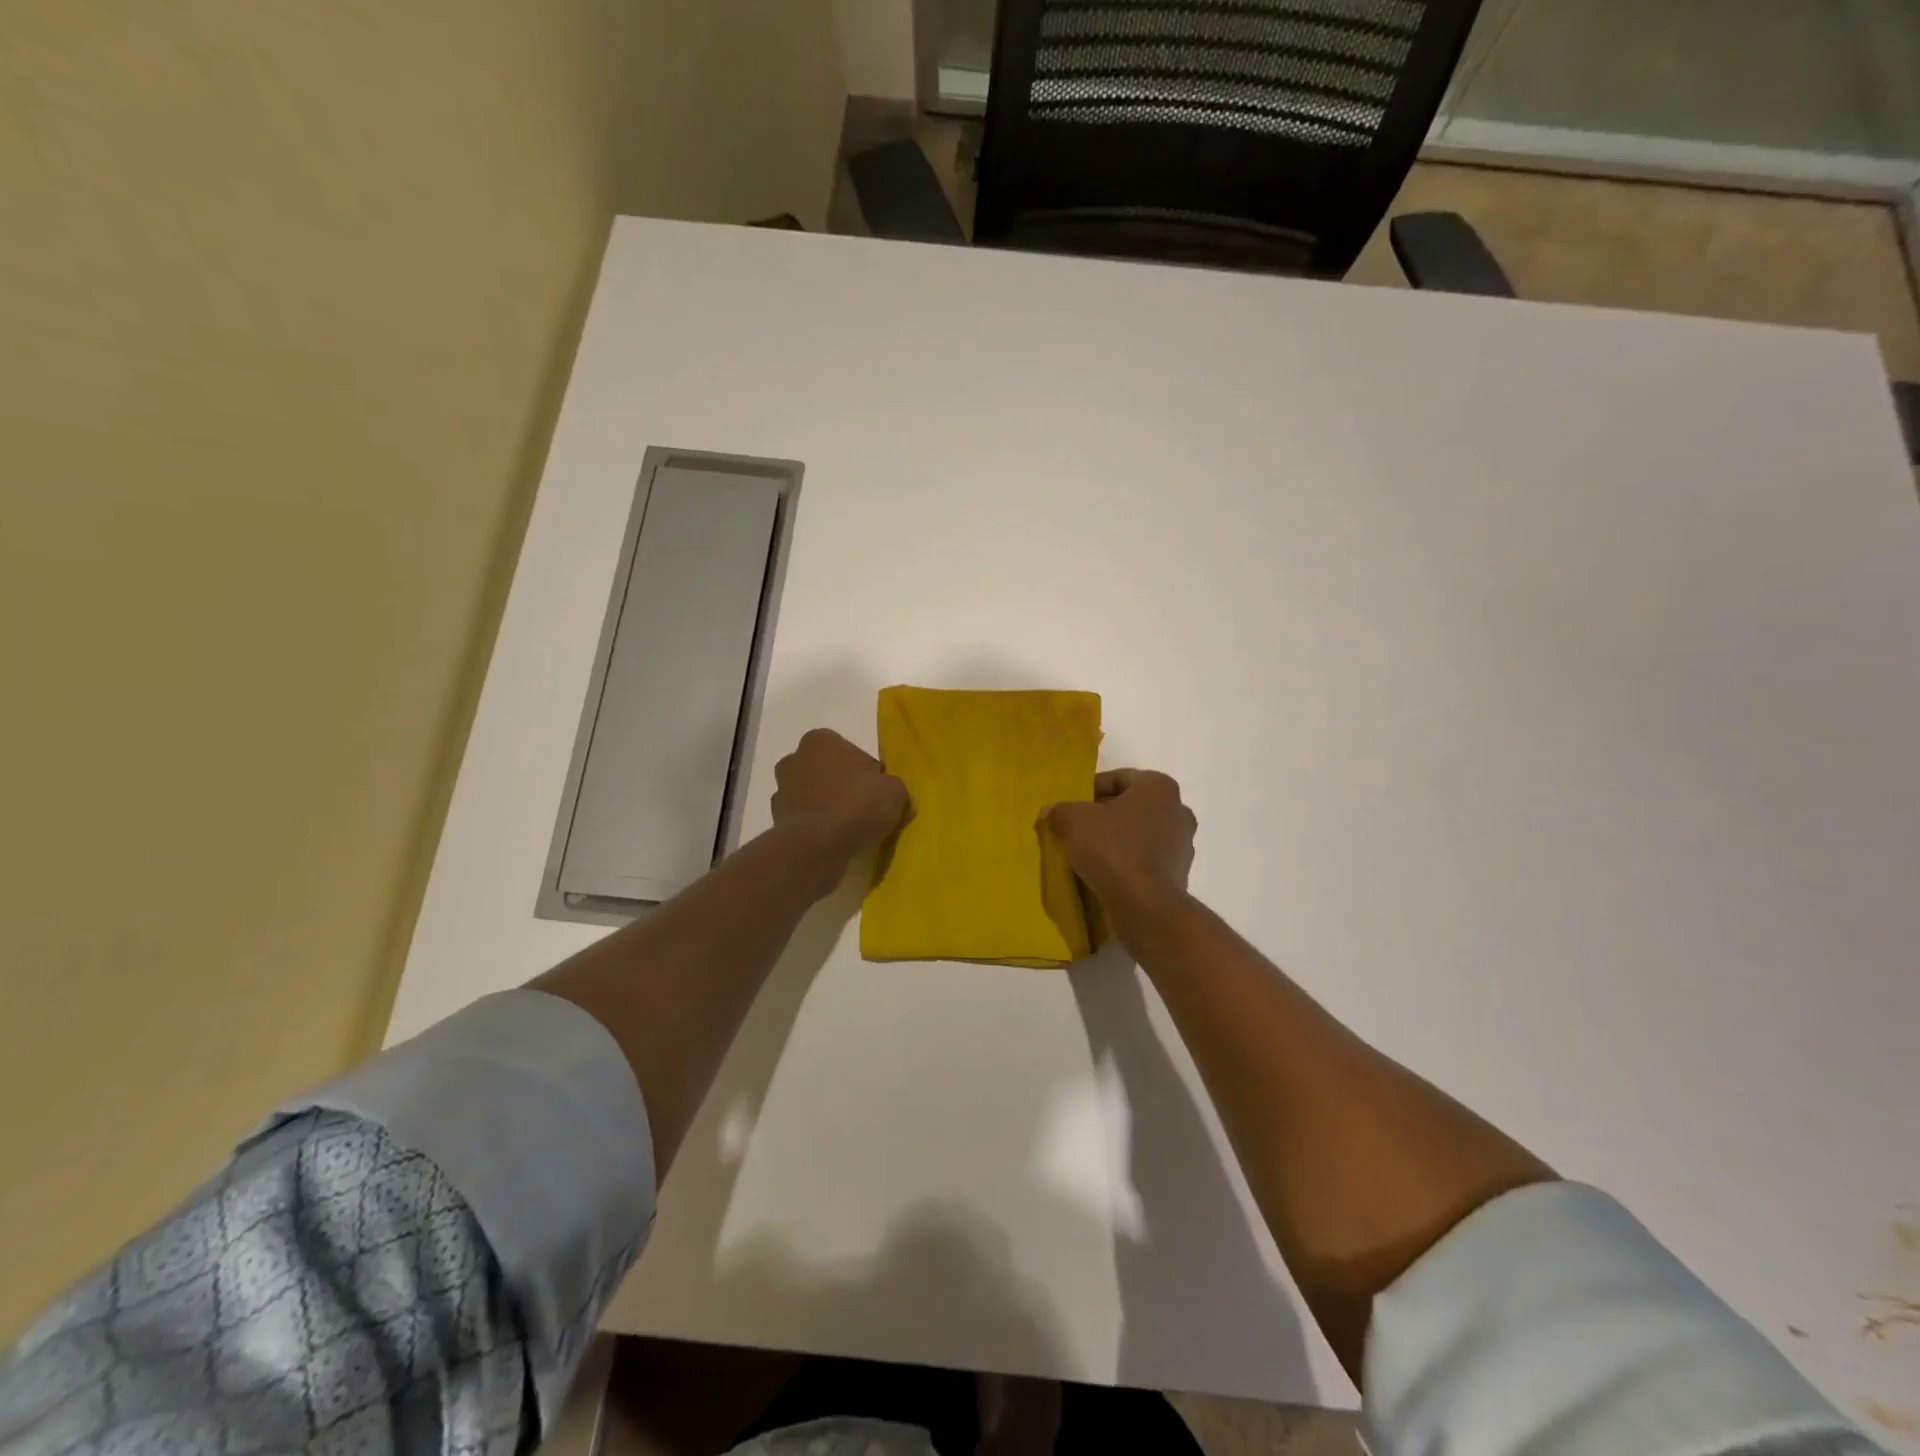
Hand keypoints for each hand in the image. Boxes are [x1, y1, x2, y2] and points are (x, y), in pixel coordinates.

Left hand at [772, 728, 910, 861]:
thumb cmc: (854, 807)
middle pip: (829, 771)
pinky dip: (817, 828)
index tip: (877, 792)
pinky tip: (834, 842)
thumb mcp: (894, 792)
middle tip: (865, 809)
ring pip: (814, 795)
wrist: (814, 849)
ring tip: (850, 830)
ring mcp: (781, 791)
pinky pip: (805, 820)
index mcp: (820, 740)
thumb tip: (891, 794)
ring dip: (828, 807)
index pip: (852, 752)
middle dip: (844, 786)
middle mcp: (795, 759)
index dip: (869, 773)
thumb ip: (894, 787)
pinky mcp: (776, 820)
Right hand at [1045, 769, 1196, 910]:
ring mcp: (1183, 845)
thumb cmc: (1113, 850)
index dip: (1090, 790)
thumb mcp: (1074, 821)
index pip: (1118, 778)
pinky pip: (1147, 859)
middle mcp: (1178, 810)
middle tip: (1077, 829)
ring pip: (1140, 834)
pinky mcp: (1179, 874)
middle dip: (1104, 815)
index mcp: (1159, 787)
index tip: (1071, 807)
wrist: (1144, 907)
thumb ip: (1061, 810)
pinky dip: (1128, 862)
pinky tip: (1106, 873)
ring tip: (1089, 853)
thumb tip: (1051, 811)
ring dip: (1117, 840)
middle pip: (1131, 806)